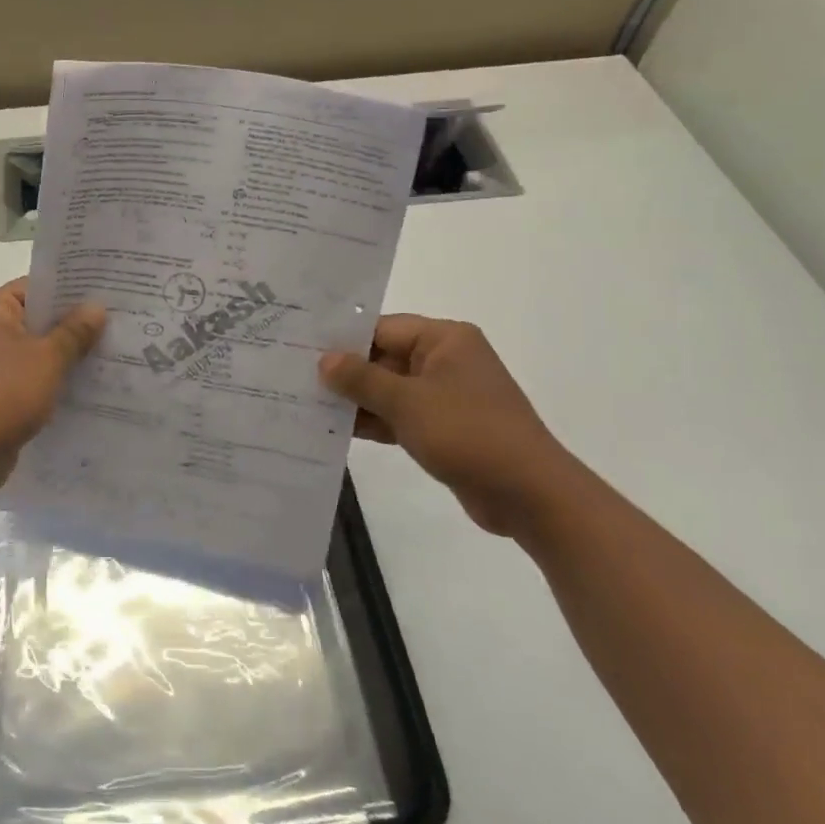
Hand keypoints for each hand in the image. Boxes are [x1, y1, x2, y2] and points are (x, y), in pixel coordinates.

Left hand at [0, 279, 105, 487]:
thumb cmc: (4, 393)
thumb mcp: (48, 358)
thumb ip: (74, 331)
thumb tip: (96, 306)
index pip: (37, 287)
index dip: (72, 291)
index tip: (108, 296)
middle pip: (36, 318)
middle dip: (74, 325)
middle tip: (117, 326)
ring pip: (35, 350)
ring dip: (65, 356)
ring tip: (109, 356)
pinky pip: (28, 377)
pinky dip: (51, 380)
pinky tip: (85, 387)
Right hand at [320, 315, 582, 536]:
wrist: (529, 495)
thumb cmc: (468, 433)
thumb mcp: (407, 402)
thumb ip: (361, 379)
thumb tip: (324, 359)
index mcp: (445, 340)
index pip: (382, 328)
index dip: (342, 340)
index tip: (301, 349)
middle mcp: (445, 360)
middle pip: (383, 357)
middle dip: (345, 372)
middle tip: (294, 377)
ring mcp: (445, 395)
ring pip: (389, 389)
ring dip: (356, 400)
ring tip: (306, 404)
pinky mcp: (443, 427)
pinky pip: (399, 415)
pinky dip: (374, 421)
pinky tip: (335, 430)